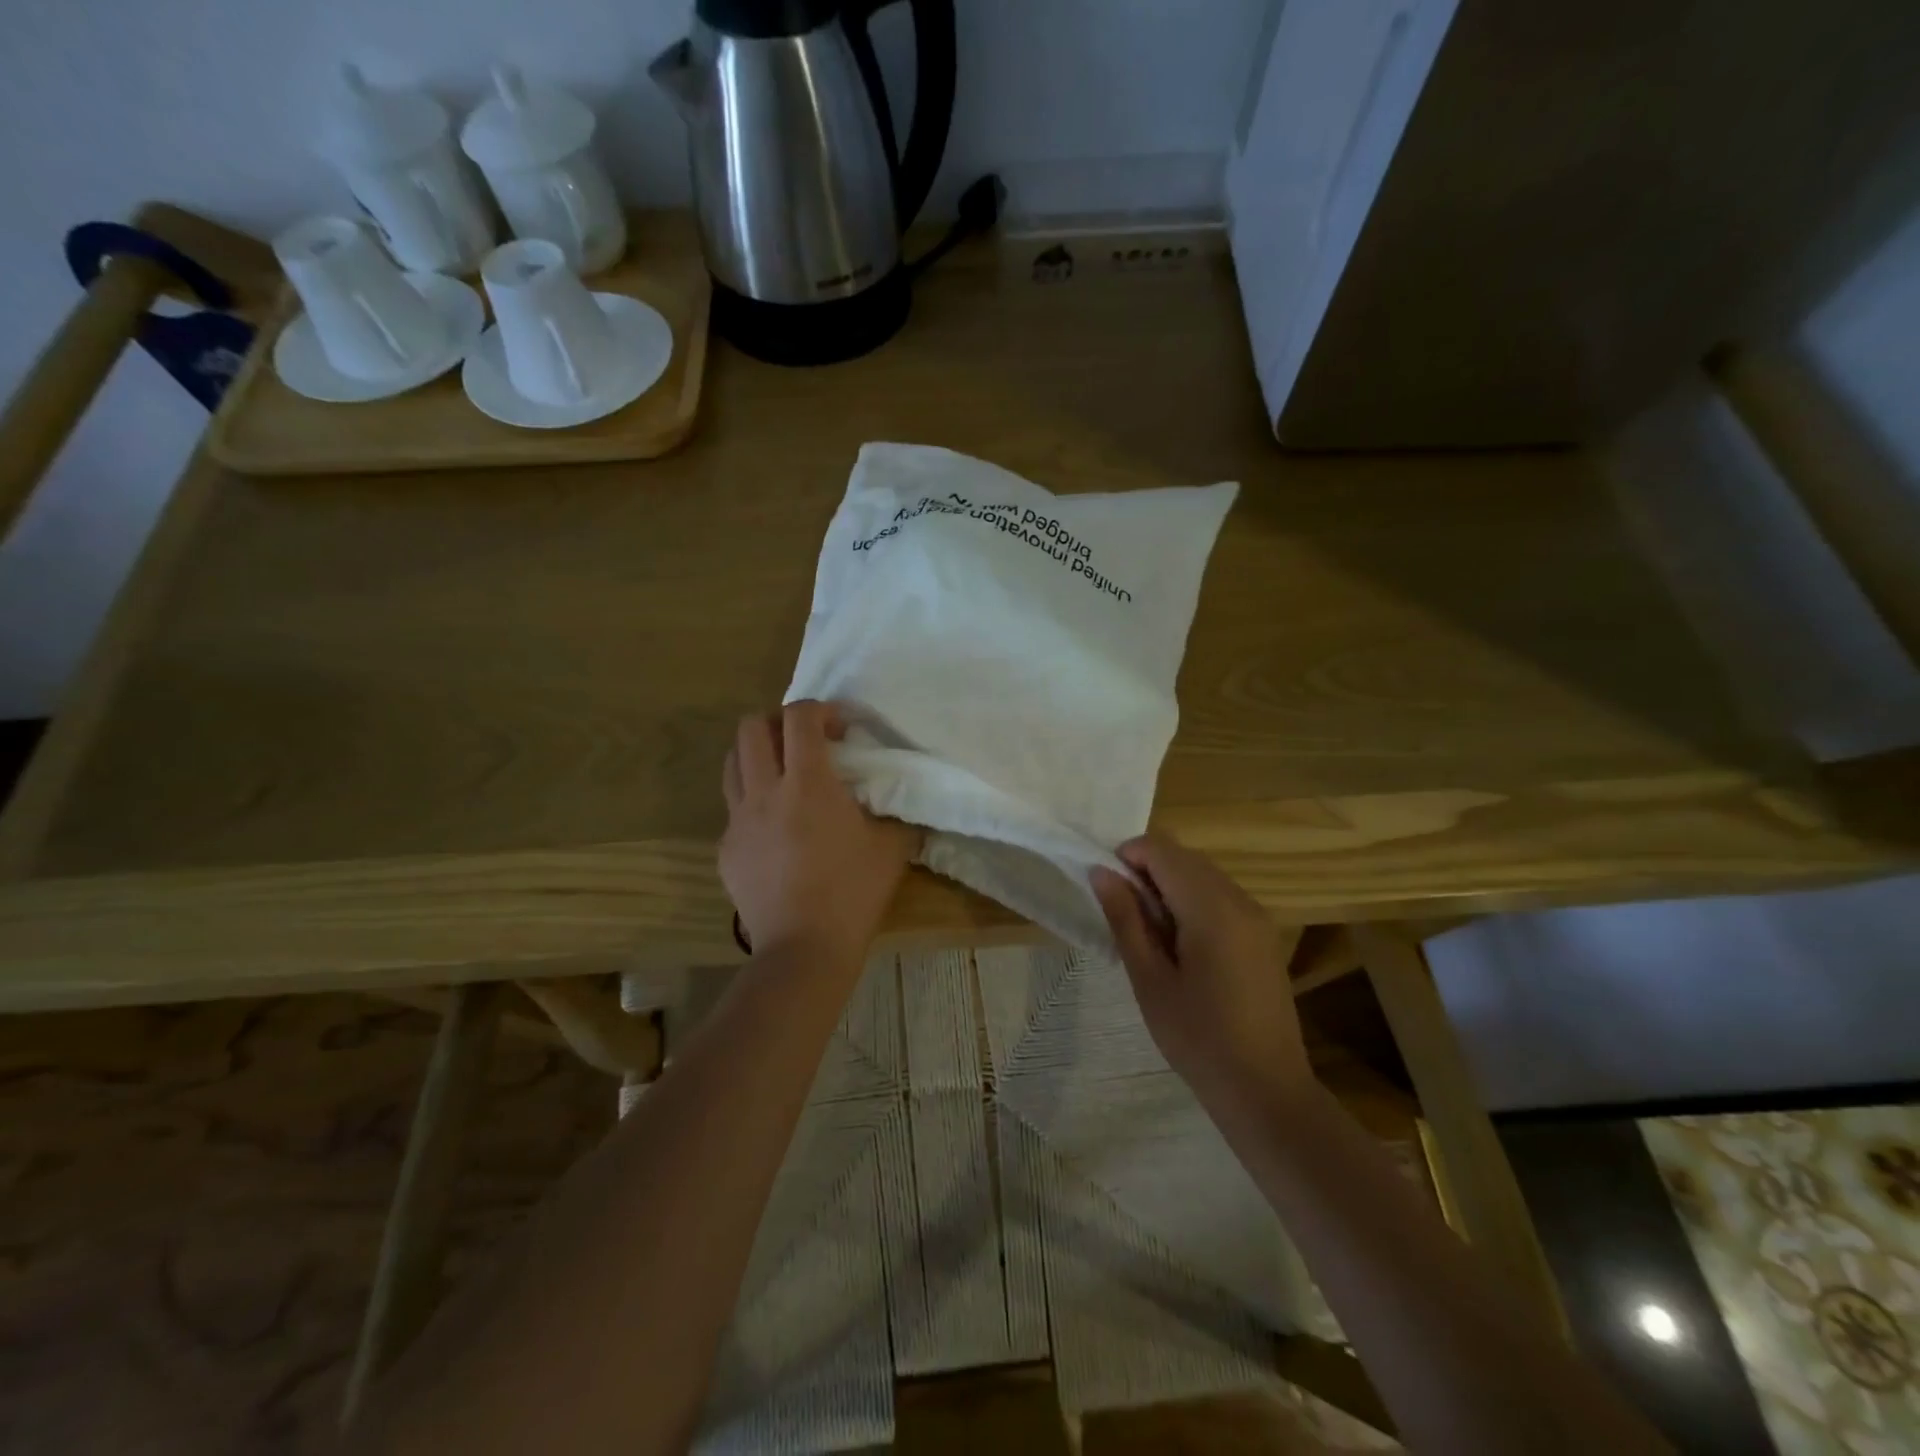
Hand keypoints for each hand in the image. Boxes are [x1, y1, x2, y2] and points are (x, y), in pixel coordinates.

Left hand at [720, 700, 919, 965]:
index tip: (840, 727)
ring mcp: (739, 821)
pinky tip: (775, 828)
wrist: (804, 949)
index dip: (819, 710)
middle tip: (804, 742)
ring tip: (783, 774)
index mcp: (807, 784)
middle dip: (778, 722)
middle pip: (751, 728)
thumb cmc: (852, 893)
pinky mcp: (726, 850)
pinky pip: (733, 809)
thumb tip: (899, 799)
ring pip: (732, 763)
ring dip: (757, 755)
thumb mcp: (892, 848)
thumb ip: (895, 813)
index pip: (799, 717)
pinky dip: (752, 801)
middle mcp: (765, 792)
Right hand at [1090, 832, 1311, 1113]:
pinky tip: (1181, 944)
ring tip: (1150, 933)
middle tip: (1124, 915)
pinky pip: (1220, 896)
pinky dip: (1192, 900)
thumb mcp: (1150, 979)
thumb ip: (1125, 918)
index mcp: (1211, 908)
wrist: (1266, 1090)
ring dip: (1170, 885)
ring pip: (1203, 874)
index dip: (1128, 857)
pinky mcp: (1263, 934)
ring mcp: (1257, 916)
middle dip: (1148, 870)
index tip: (1108, 892)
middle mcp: (1239, 900)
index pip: (1162, 851)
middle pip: (1184, 857)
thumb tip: (1101, 872)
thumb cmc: (1197, 1038)